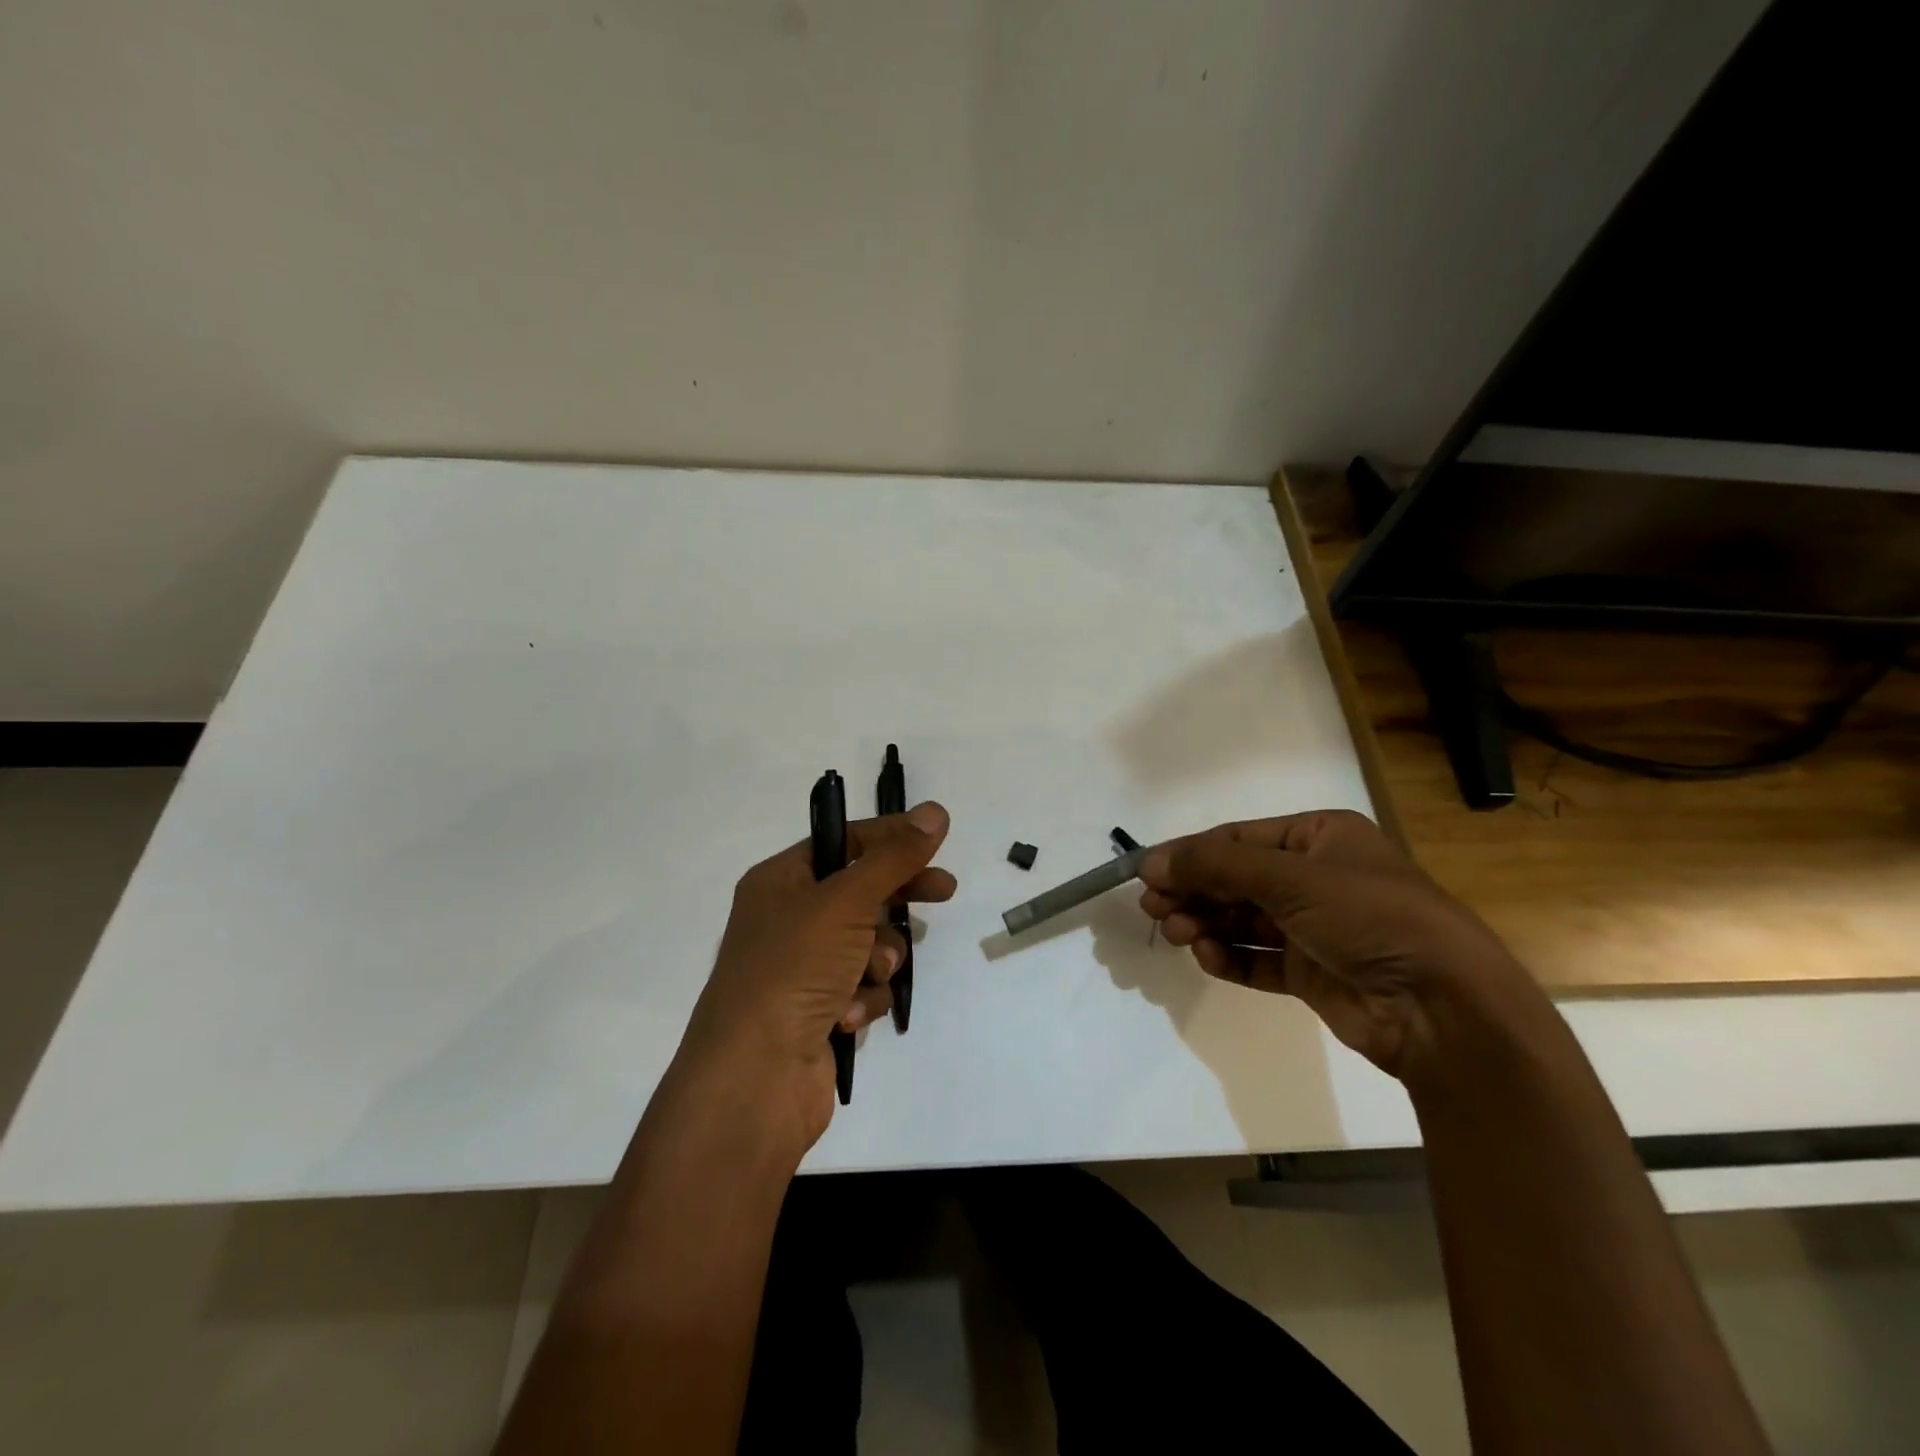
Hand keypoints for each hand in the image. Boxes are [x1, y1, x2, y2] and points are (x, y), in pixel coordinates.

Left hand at [674, 801, 954, 1150]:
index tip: (936, 841)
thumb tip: (934, 811)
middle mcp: (787, 919)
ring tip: (869, 973)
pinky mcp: (818, 1011)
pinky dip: (865, 998)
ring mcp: (802, 969)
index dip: (890, 839)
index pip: (843, 843)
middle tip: (944, 891)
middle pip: (860, 892)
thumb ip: (894, 857)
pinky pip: (861, 987)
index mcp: (780, 881)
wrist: (754, 1078)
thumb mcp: (846, 901)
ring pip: (867, 944)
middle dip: (897, 897)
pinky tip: (849, 1016)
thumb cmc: (793, 969)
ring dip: (878, 958)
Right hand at [1138, 810, 1530, 1081]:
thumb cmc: (1368, 916)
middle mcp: (1315, 877)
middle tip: (1153, 909)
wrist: (1442, 1007)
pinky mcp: (1312, 972)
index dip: (1189, 854)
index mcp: (1320, 836)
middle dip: (1194, 892)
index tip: (1145, 873)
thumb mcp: (1289, 878)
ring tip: (1176, 934)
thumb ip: (1214, 867)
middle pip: (1235, 879)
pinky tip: (1208, 957)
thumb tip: (1149, 862)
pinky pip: (1257, 957)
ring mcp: (1314, 927)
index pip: (1237, 839)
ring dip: (1205, 924)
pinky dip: (1229, 957)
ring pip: (1242, 919)